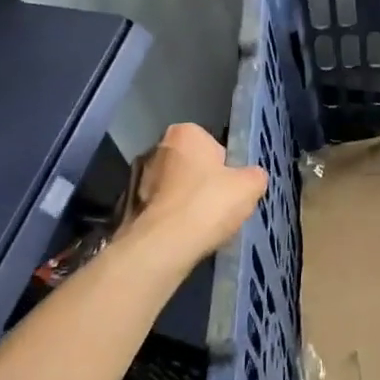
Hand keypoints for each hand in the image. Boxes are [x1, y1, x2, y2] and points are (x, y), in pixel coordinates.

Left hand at [122, 123, 266, 262]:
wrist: (161, 246)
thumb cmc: (208, 204)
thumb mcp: (250, 186)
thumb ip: (254, 175)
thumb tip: (250, 178)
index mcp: (184, 133)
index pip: (213, 145)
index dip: (226, 168)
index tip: (231, 188)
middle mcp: (155, 148)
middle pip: (190, 166)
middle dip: (202, 183)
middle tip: (217, 207)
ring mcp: (135, 178)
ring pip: (172, 188)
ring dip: (183, 202)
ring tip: (199, 227)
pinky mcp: (125, 207)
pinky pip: (157, 210)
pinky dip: (168, 220)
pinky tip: (180, 237)